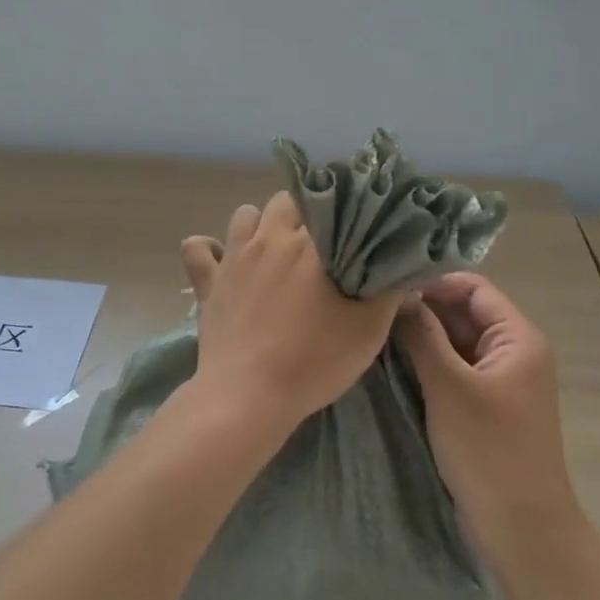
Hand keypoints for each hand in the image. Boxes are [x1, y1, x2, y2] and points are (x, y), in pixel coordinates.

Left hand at [179, 192, 399, 431]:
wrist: (248, 396)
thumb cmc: (313, 361)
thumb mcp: (367, 330)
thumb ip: (388, 291)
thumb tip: (402, 266)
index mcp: (310, 245)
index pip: (328, 203)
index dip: (341, 209)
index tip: (351, 224)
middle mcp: (268, 239)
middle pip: (285, 202)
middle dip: (302, 213)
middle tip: (316, 244)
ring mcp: (233, 258)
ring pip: (244, 215)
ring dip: (258, 225)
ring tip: (272, 248)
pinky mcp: (207, 282)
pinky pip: (197, 249)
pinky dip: (207, 249)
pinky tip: (221, 261)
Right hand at [395, 273, 577, 552]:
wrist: (521, 529)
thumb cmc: (489, 451)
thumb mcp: (450, 387)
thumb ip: (423, 335)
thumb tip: (397, 296)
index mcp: (518, 337)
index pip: (472, 287)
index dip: (432, 283)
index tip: (388, 289)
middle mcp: (512, 350)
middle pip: (463, 312)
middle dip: (421, 308)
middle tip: (374, 310)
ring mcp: (498, 379)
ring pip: (454, 340)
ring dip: (421, 336)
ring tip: (376, 332)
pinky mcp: (483, 404)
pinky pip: (453, 368)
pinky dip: (426, 361)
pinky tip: (392, 362)